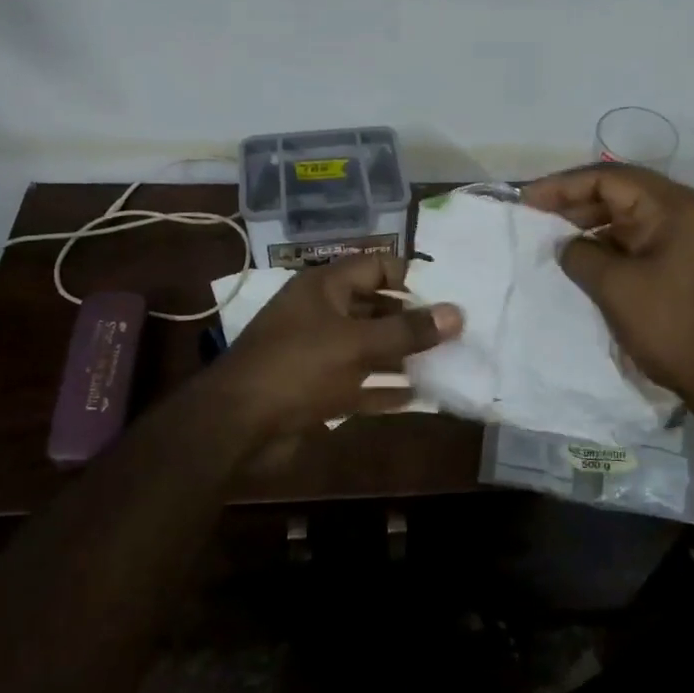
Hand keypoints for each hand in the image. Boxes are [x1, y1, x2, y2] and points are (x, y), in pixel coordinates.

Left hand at [215, 253, 462, 437]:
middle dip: (412, 319)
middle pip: (376, 307)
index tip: (448, 294)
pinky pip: (360, 383)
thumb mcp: (357, 344)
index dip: (412, 276)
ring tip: (446, 361)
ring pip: (370, 347)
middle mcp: (321, 314)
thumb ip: (408, 330)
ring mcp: (318, 353)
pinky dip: (385, 389)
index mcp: (324, 288)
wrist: (236, 426)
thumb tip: (457, 313)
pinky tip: (419, 397)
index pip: (377, 266)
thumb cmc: (297, 369)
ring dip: (403, 356)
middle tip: (454, 331)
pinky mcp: (317, 389)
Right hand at [521, 166, 693, 420]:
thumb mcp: (617, 288)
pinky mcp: (690, 267)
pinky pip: (642, 244)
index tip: (525, 201)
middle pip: (621, 193)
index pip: (608, 177)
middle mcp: (685, 213)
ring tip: (554, 243)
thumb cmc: (676, 327)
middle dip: (575, 204)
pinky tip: (586, 265)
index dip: (562, 186)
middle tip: (534, 220)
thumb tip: (566, 244)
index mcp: (672, 206)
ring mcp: (691, 241)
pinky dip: (611, 248)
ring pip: (631, 220)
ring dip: (592, 227)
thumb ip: (582, 256)